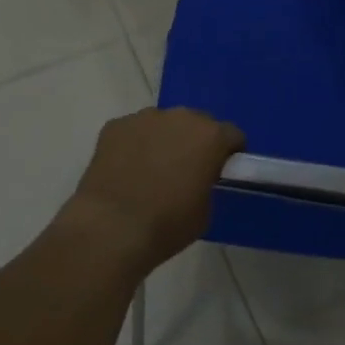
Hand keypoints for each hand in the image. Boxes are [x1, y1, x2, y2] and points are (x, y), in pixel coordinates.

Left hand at [61, 108, 245, 275]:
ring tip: (151, 170)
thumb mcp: (205, 211)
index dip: (230, 153)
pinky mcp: (115, 125)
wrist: (112, 228)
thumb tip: (199, 177)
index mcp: (210, 136)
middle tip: (186, 169)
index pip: (232, 135)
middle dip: (196, 141)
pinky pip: (133, 131)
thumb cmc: (167, 224)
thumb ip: (208, 183)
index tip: (222, 171)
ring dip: (164, 140)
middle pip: (197, 122)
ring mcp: (144, 117)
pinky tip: (126, 170)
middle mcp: (180, 117)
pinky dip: (134, 145)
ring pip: (163, 124)